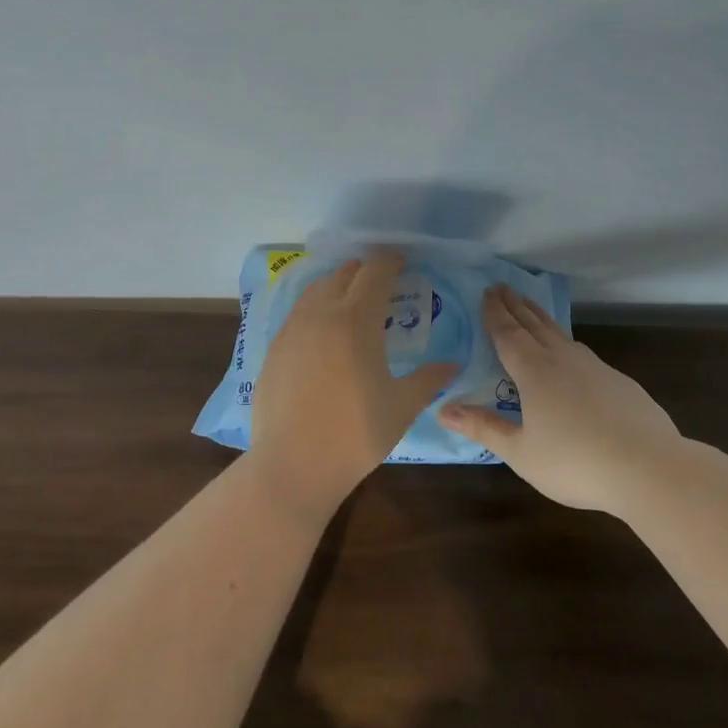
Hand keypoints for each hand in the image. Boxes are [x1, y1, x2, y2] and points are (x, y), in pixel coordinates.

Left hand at [247, 251, 457, 519]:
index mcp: (356, 320)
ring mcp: (292, 329)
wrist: (292, 465)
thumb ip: (428, 380)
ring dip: (337, 285)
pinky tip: (324, 331)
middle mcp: (321, 314)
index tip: (403, 263)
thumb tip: (452, 365)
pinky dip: (316, 307)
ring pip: (316, 289)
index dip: (390, 262)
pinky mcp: (274, 348)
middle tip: (382, 284)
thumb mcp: (401, 407)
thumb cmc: (355, 435)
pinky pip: (298, 312)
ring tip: (352, 301)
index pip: (374, 272)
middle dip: (364, 272)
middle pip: (343, 274)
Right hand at [438, 286, 680, 512]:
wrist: (649, 468)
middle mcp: (561, 359)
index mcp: (534, 371)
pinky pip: (581, 351)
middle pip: (533, 324)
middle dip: (514, 305)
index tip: (486, 292)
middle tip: (501, 286)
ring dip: (539, 316)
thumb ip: (483, 428)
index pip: (508, 333)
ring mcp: (594, 367)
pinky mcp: (617, 381)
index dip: (495, 313)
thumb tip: (443, 409)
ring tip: (529, 307)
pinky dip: (564, 340)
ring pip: (559, 333)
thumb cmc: (576, 462)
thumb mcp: (521, 452)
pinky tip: (569, 351)